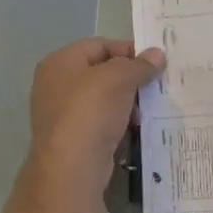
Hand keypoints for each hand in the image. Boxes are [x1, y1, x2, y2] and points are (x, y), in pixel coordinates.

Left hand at [22, 38, 165, 207]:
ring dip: (126, 102)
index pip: (99, 45)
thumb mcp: (119, 78)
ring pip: (102, 99)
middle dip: (129, 77)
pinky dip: (118, 122)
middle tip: (155, 85)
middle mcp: (55, 84)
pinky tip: (135, 128)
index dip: (128, 50)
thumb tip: (157, 54)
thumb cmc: (91, 110)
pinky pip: (100, 122)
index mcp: (60, 62)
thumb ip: (139, 64)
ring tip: (147, 109)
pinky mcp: (72, 139)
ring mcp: (61, 114)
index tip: (154, 62)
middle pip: (100, 72)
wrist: (72, 167)